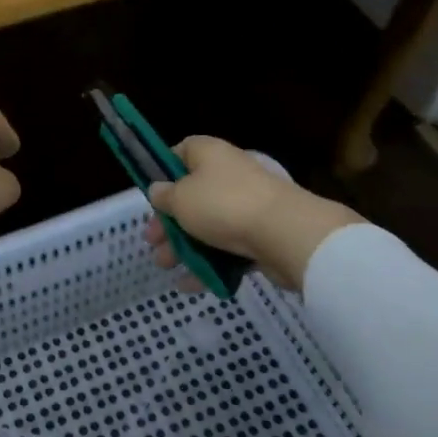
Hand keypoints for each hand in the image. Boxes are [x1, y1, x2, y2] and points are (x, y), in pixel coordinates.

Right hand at [144, 136, 360, 289]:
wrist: (286, 234)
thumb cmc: (223, 205)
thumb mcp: (180, 199)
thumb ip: (163, 196)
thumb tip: (158, 190)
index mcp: (209, 154)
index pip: (181, 152)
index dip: (163, 172)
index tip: (151, 196)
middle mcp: (229, 173)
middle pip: (192, 194)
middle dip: (169, 221)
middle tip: (152, 242)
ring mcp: (247, 204)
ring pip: (209, 224)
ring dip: (184, 246)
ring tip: (165, 268)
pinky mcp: (261, 233)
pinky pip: (228, 247)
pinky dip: (210, 263)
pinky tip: (190, 284)